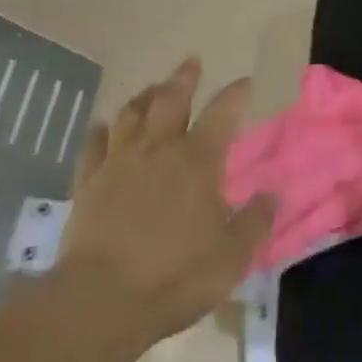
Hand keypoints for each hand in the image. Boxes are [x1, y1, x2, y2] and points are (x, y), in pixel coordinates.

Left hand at [59, 58, 276, 346]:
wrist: (101, 299)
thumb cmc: (175, 276)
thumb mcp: (232, 257)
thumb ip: (255, 222)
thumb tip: (273, 195)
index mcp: (198, 160)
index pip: (222, 113)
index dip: (235, 94)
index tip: (245, 82)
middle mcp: (159, 149)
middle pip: (171, 99)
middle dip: (184, 78)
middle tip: (191, 62)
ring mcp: (119, 161)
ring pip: (131, 114)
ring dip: (145, 96)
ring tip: (153, 88)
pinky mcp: (88, 181)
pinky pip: (94, 144)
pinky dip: (101, 131)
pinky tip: (103, 126)